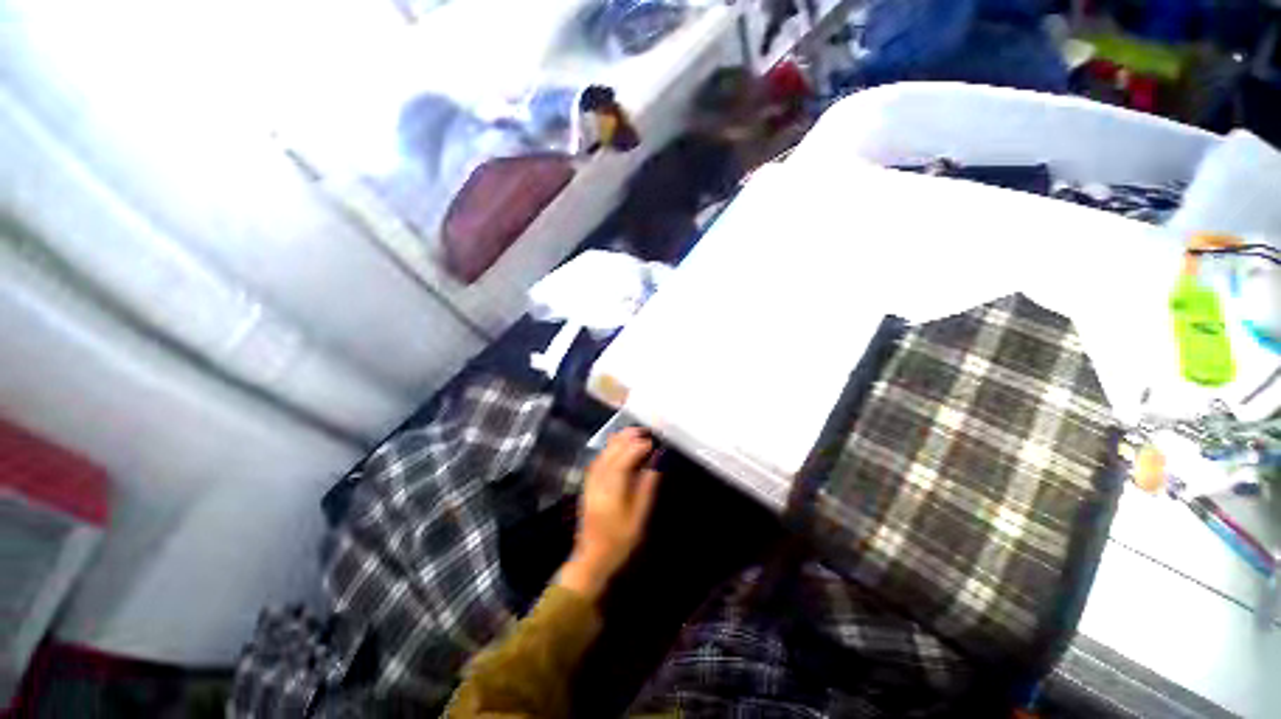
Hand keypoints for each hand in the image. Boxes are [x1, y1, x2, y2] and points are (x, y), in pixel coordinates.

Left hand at [557, 429, 661, 600]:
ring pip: (603, 454)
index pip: (623, 461)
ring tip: (632, 433)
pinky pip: (598, 460)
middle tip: (643, 431)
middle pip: (611, 453)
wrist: (592, 557)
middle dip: (627, 439)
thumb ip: (646, 488)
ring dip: (617, 441)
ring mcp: (591, 482)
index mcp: (612, 491)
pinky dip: (609, 449)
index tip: (651, 442)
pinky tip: (617, 446)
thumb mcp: (638, 517)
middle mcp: (598, 482)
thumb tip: (655, 464)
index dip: (637, 448)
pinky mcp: (588, 484)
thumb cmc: (619, 540)